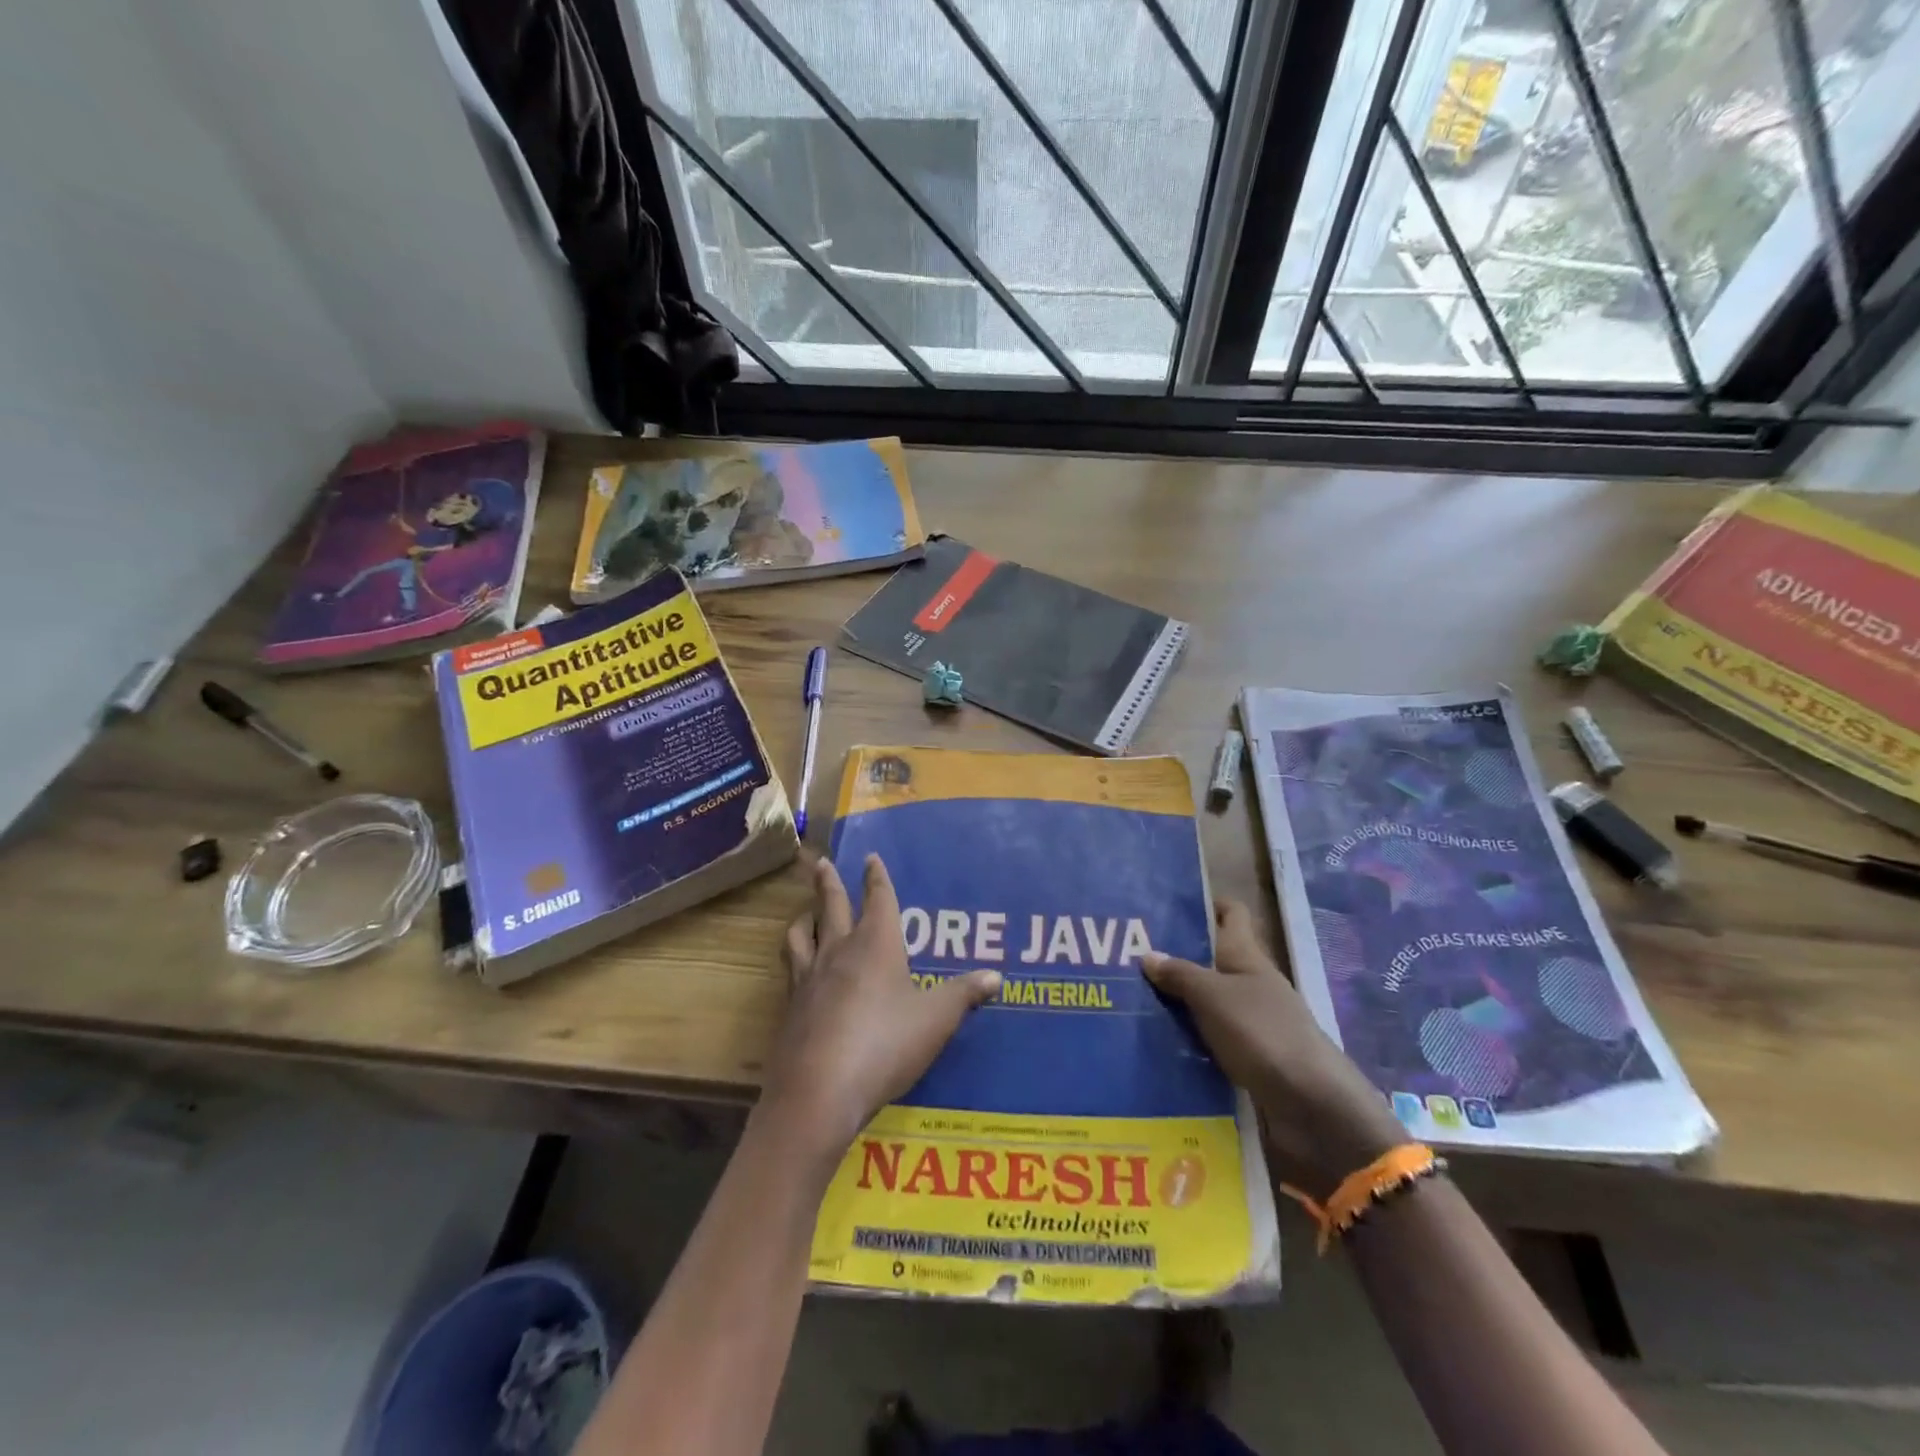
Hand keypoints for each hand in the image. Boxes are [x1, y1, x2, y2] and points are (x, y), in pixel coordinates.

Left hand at [763, 855, 1000, 1165]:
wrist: (818, 1091)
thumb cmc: (885, 1044)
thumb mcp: (935, 1020)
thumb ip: (964, 995)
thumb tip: (996, 976)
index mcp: (876, 944)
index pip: (878, 899)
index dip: (876, 877)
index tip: (870, 857)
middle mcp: (838, 951)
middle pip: (831, 906)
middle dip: (829, 883)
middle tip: (821, 864)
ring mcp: (808, 979)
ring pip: (799, 935)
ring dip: (803, 918)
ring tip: (804, 914)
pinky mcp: (790, 1009)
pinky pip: (791, 970)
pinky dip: (795, 960)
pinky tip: (799, 973)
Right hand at [1143, 900, 1405, 1199]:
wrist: (1310, 1105)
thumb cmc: (1262, 1033)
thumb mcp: (1213, 997)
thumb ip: (1180, 974)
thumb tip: (1148, 954)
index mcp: (1247, 957)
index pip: (1232, 915)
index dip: (1207, 904)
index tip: (1170, 904)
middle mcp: (1251, 984)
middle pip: (1214, 959)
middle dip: (1177, 956)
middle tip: (1130, 956)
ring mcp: (1253, 1021)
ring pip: (1209, 1000)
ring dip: (1179, 1000)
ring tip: (1132, 999)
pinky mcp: (1250, 1057)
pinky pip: (1211, 1036)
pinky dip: (1189, 1036)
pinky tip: (1158, 1041)